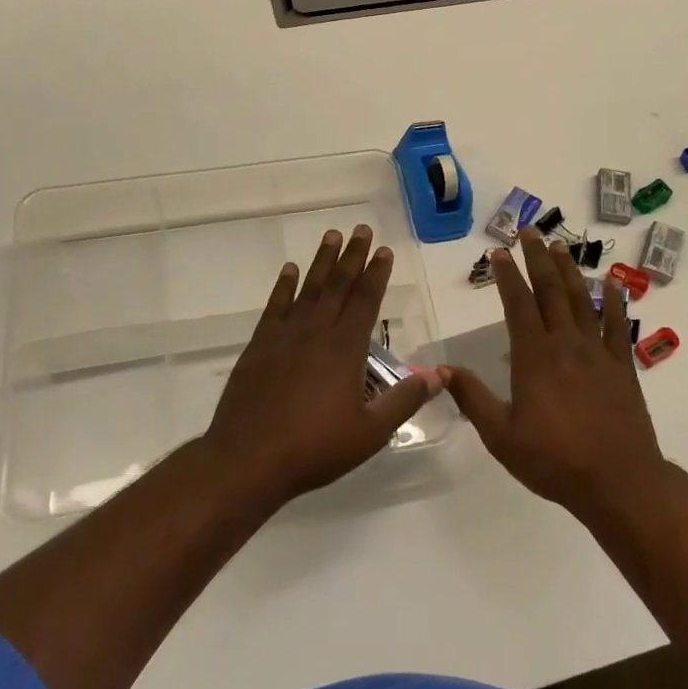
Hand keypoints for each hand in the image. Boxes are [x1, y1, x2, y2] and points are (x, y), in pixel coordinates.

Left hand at [204, 225, 441, 503]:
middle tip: (362, 228)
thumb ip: (405, 400)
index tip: (384, 250)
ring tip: (332, 236)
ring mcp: (284, 336)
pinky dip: (283, 286)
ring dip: (322, 262)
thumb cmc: (315, 448)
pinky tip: (289, 270)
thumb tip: (440, 374)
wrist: (248, 459)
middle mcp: (316, 332)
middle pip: (339, 286)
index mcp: (345, 349)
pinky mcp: (259, 346)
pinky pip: (275, 306)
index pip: (366, 301)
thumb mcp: (370, 432)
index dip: (377, 274)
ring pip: (309, 289)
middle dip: (353, 256)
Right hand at [443, 228, 667, 513]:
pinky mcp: (623, 367)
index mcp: (534, 357)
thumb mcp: (501, 436)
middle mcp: (566, 344)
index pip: (517, 304)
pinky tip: (610, 285)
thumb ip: (472, 398)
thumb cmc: (554, 460)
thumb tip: (442, 369)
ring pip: (582, 301)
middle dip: (538, 258)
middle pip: (550, 291)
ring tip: (561, 245)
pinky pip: (618, 327)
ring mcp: (598, 353)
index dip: (507, 275)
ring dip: (570, 271)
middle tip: (529, 231)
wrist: (618, 481)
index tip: (499, 252)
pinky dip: (614, 303)